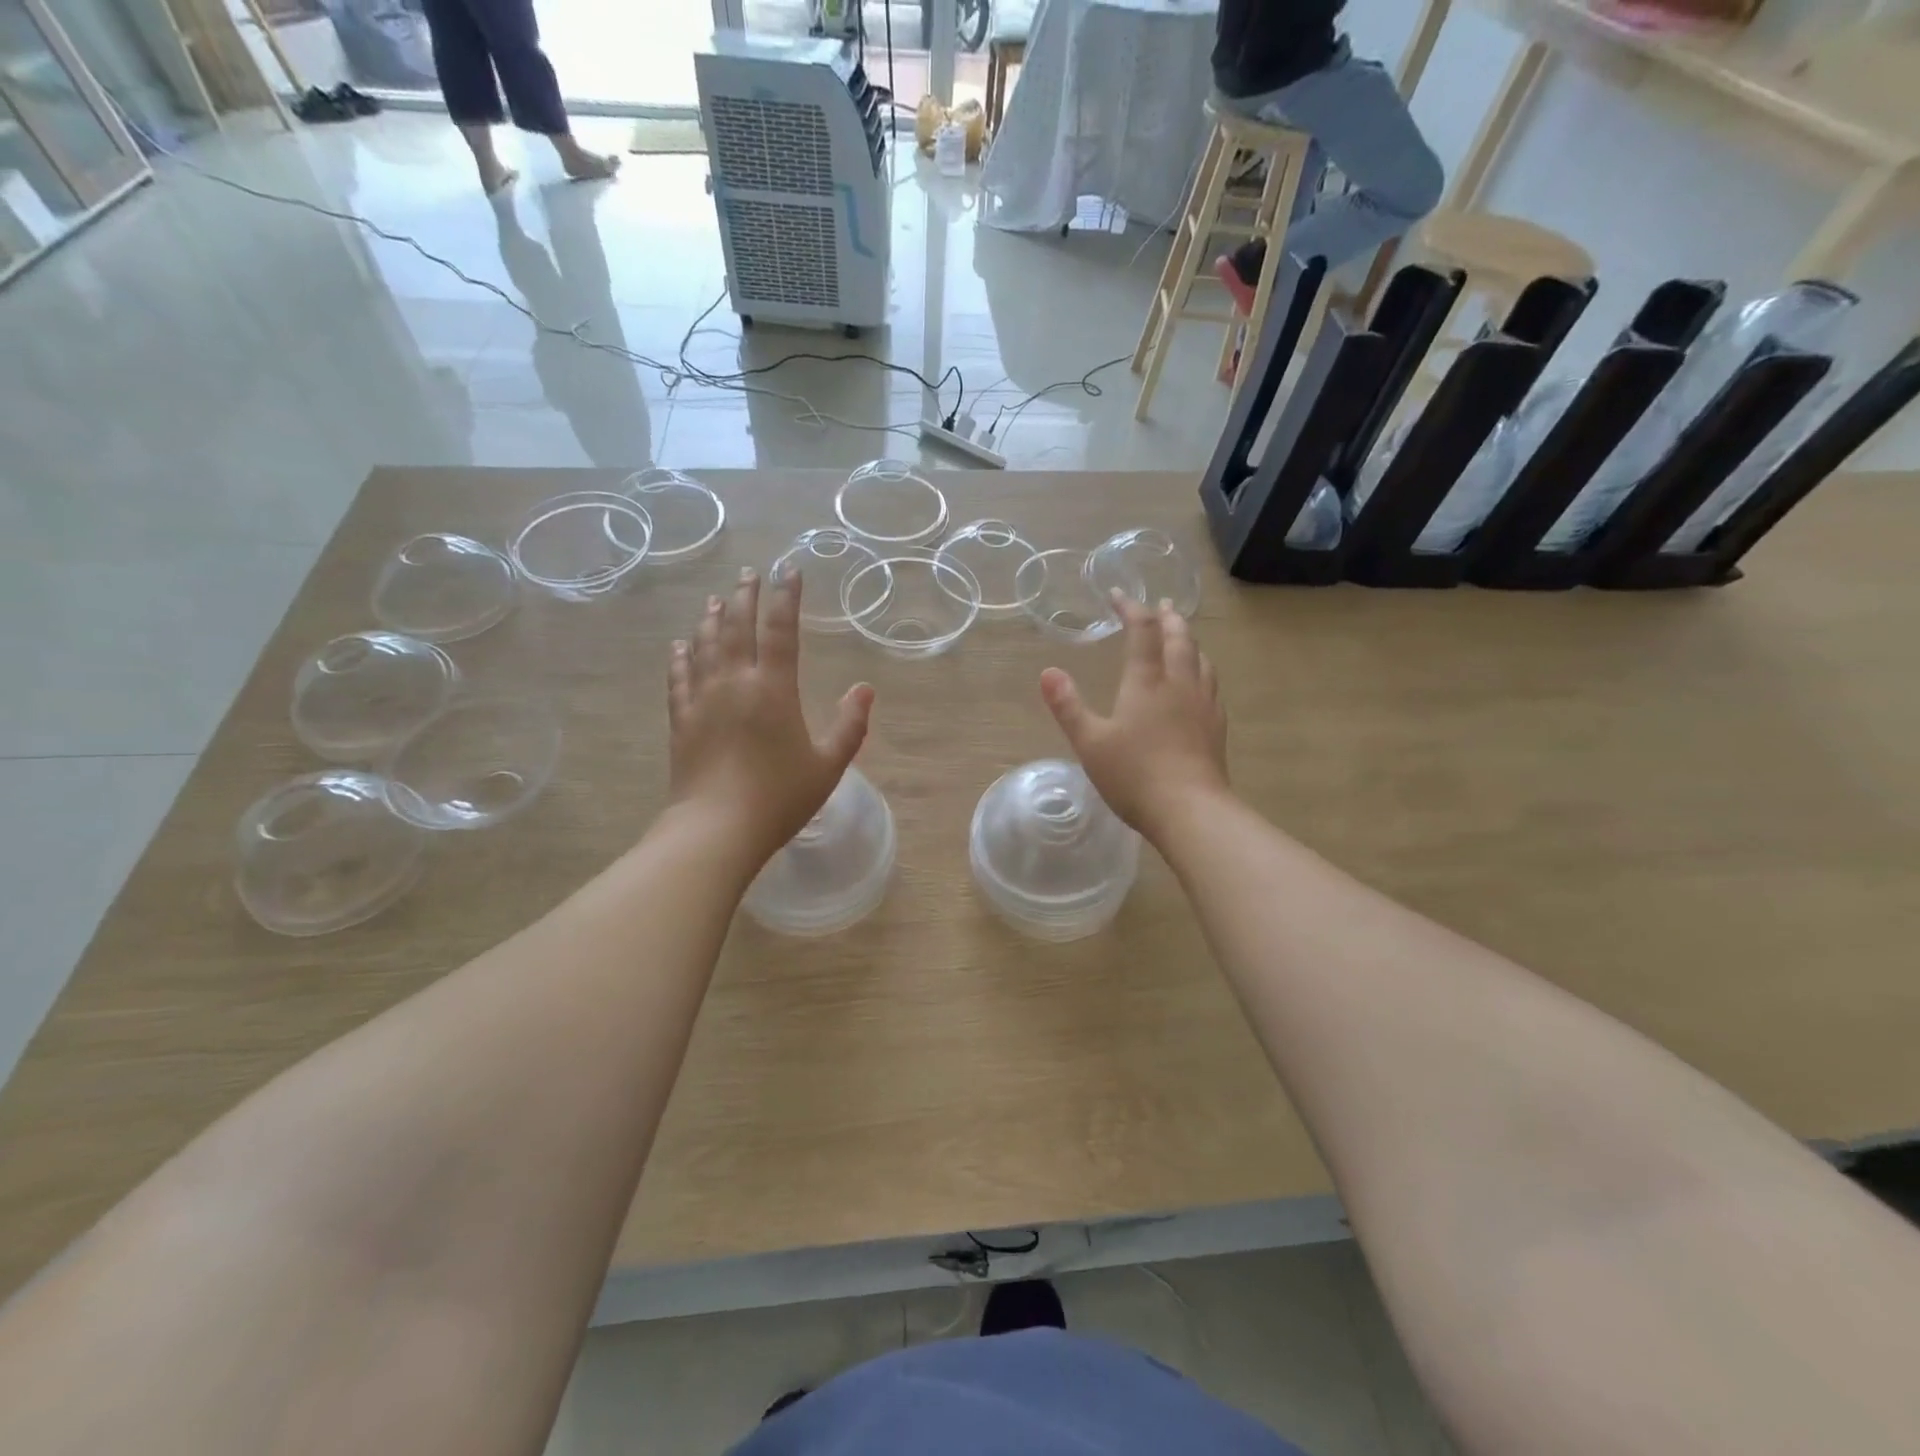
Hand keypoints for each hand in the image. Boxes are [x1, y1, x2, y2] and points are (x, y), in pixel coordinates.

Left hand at [667, 568, 874, 864]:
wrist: (716, 830)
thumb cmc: (779, 798)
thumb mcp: (828, 765)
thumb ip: (850, 725)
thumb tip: (864, 688)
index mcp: (773, 689)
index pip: (781, 630)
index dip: (785, 597)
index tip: (788, 570)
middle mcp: (735, 683)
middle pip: (737, 627)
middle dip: (743, 597)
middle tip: (747, 573)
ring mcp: (702, 700)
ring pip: (705, 646)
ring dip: (711, 619)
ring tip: (715, 599)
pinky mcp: (681, 721)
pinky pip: (678, 678)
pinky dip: (680, 657)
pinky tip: (679, 645)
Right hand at [1040, 593, 1228, 840]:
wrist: (1190, 810)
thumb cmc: (1134, 775)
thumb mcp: (1090, 742)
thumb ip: (1068, 706)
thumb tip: (1047, 672)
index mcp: (1147, 682)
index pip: (1142, 631)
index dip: (1131, 608)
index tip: (1118, 595)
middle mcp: (1179, 684)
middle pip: (1179, 638)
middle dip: (1167, 617)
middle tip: (1159, 605)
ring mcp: (1203, 705)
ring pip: (1201, 659)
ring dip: (1189, 640)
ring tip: (1182, 636)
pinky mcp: (1216, 727)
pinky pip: (1211, 684)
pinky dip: (1201, 669)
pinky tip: (1199, 683)